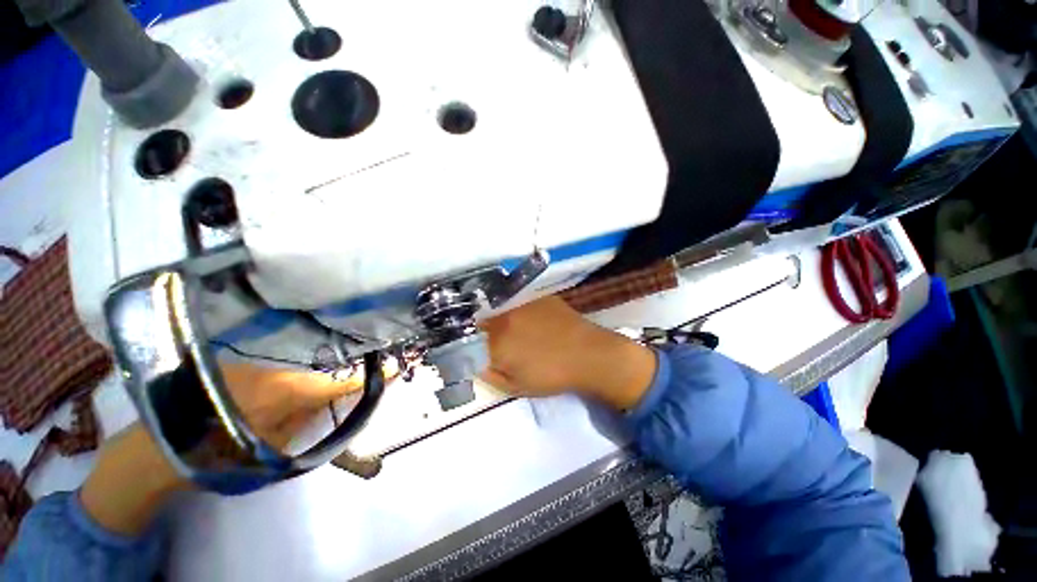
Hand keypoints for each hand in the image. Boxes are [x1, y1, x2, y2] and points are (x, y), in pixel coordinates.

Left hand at [80, 362, 377, 534]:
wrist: (157, 448)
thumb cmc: (221, 455)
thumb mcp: (277, 445)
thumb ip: (312, 416)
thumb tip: (341, 394)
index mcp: (289, 390)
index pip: (342, 378)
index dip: (369, 373)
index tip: (396, 364)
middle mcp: (279, 365)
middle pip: (329, 358)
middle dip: (355, 356)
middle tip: (377, 354)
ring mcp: (262, 358)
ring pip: (309, 354)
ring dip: (332, 354)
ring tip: (352, 352)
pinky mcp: (248, 358)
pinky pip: (290, 354)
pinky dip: (309, 356)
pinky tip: (317, 356)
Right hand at [480, 296, 656, 410]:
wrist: (589, 354)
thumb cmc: (552, 375)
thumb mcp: (517, 386)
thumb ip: (490, 375)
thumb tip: (475, 363)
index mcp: (497, 343)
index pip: (469, 340)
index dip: (471, 346)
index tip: (478, 350)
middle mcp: (504, 318)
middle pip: (482, 321)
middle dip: (484, 331)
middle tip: (499, 341)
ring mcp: (521, 303)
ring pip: (500, 309)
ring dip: (500, 319)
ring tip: (517, 330)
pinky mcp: (537, 296)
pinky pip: (519, 301)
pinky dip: (518, 310)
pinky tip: (531, 319)